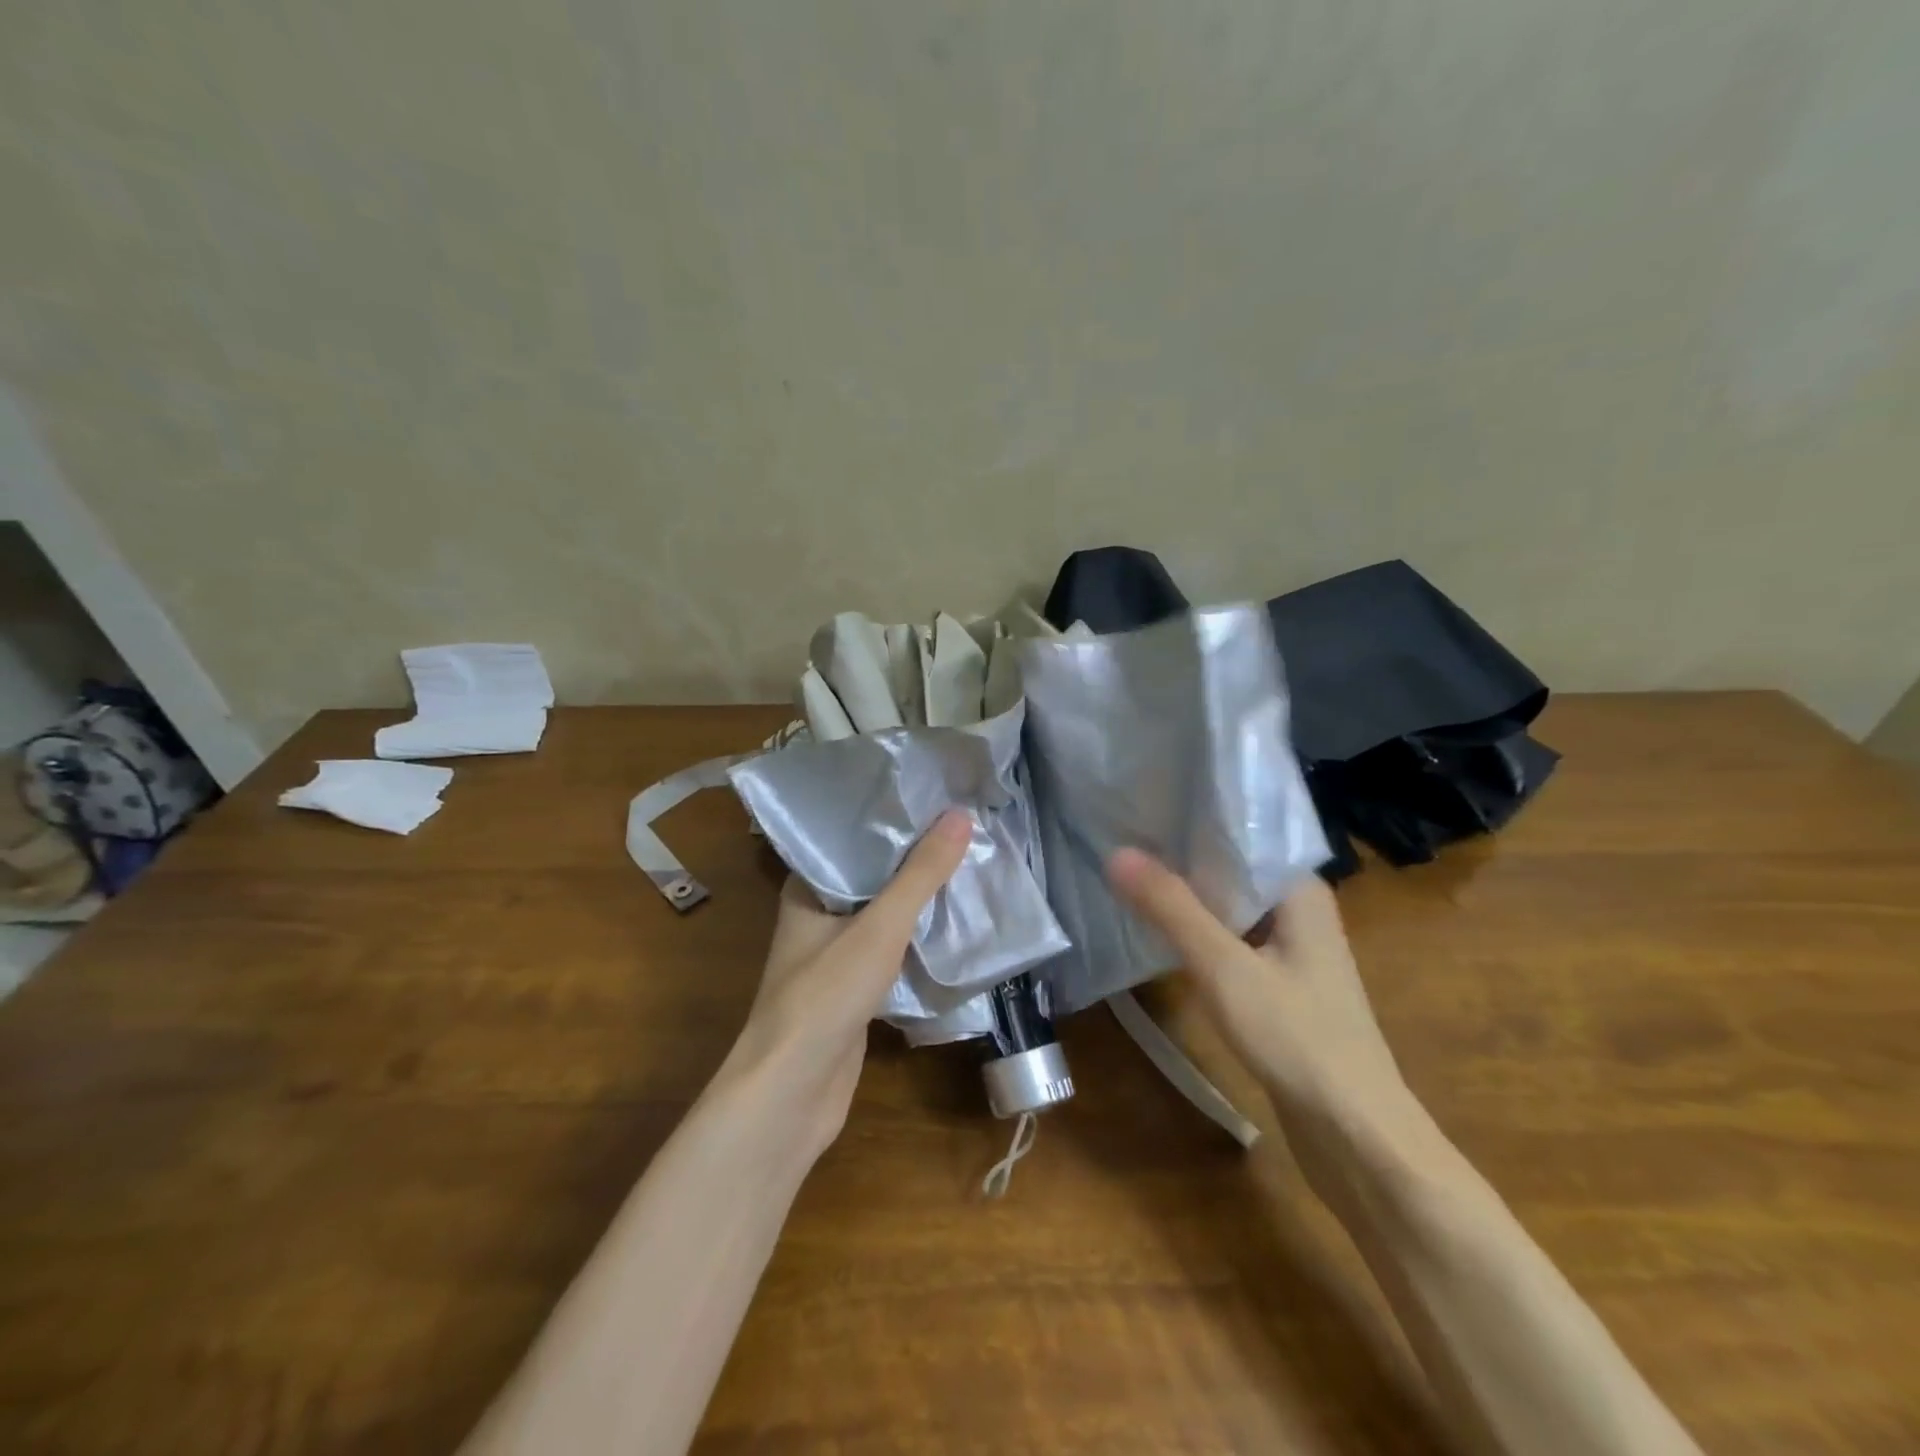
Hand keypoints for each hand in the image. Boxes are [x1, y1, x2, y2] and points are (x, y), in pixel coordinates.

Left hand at [728, 810, 971, 1154]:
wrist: (792, 1093)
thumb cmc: (825, 996)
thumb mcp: (879, 927)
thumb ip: (920, 874)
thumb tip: (960, 815)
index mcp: (807, 889)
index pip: (849, 838)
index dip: (888, 818)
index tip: (931, 798)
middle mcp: (816, 916)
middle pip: (870, 876)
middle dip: (912, 858)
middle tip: (961, 828)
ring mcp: (833, 955)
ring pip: (882, 914)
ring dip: (917, 898)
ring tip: (964, 864)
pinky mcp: (852, 990)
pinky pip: (889, 949)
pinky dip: (916, 937)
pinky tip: (951, 922)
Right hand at [1107, 850, 1408, 1131]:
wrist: (1356, 1136)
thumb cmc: (1297, 1038)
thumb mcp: (1224, 968)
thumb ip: (1171, 909)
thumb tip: (1117, 853)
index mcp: (1299, 890)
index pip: (1238, 835)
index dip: (1188, 820)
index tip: (1138, 807)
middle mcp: (1298, 910)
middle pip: (1229, 870)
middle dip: (1179, 858)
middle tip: (1118, 836)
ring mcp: (1290, 949)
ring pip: (1227, 907)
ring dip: (1186, 897)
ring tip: (1126, 872)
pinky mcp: (1278, 983)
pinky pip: (1230, 940)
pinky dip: (1197, 932)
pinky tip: (1157, 929)